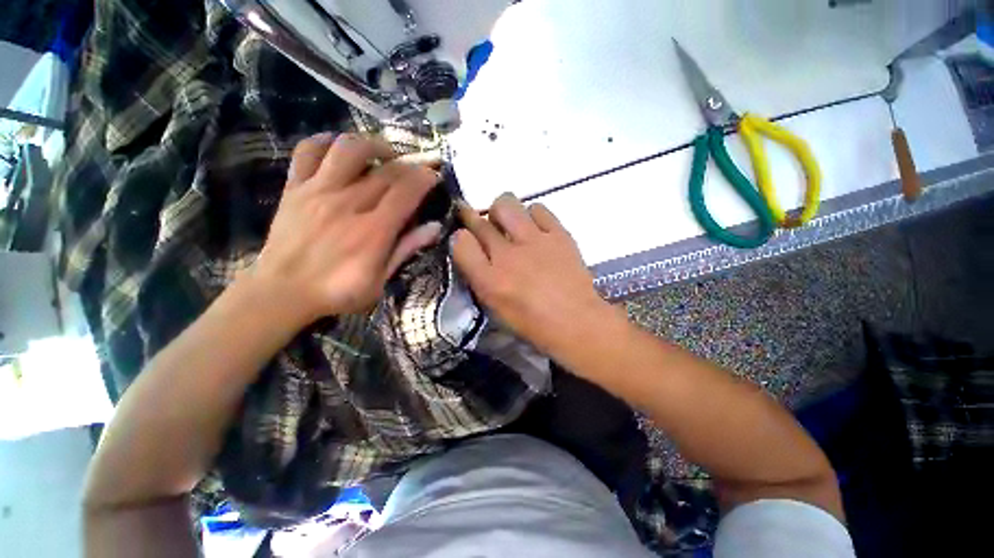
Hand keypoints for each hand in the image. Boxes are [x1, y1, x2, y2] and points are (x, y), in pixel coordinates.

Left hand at [249, 133, 441, 322]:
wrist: (281, 292)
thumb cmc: (338, 291)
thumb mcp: (381, 280)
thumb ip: (406, 249)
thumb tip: (435, 227)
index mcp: (373, 231)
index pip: (406, 192)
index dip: (424, 178)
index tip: (434, 176)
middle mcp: (348, 204)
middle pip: (386, 170)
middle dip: (409, 164)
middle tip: (418, 168)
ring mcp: (318, 191)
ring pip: (348, 149)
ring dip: (373, 145)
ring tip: (384, 155)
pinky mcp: (295, 188)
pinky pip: (308, 151)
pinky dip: (326, 142)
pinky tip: (340, 150)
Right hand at [453, 193, 609, 352]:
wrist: (577, 321)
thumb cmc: (533, 323)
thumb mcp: (496, 307)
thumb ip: (479, 277)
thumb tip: (470, 248)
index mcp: (490, 281)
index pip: (460, 243)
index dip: (459, 236)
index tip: (464, 237)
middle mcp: (507, 256)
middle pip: (479, 221)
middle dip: (473, 218)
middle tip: (483, 226)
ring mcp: (534, 241)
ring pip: (506, 204)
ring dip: (503, 213)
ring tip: (511, 226)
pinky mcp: (558, 234)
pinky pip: (537, 208)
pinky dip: (532, 215)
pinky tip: (535, 229)